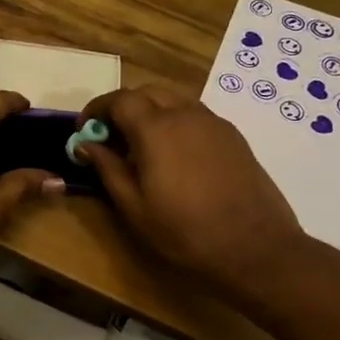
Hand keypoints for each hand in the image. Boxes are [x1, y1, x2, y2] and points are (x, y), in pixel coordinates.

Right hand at [77, 85, 302, 289]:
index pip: (119, 99)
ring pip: (174, 99)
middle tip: (110, 136)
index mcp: (156, 128)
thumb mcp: (134, 206)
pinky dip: (175, 121)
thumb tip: (85, 144)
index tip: (84, 129)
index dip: (97, 109)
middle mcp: (186, 114)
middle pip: (147, 91)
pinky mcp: (233, 137)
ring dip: (151, 110)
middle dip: (123, 106)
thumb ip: (107, 168)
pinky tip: (173, 154)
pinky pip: (195, 114)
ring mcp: (214, 123)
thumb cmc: (185, 232)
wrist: (255, 248)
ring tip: (141, 144)